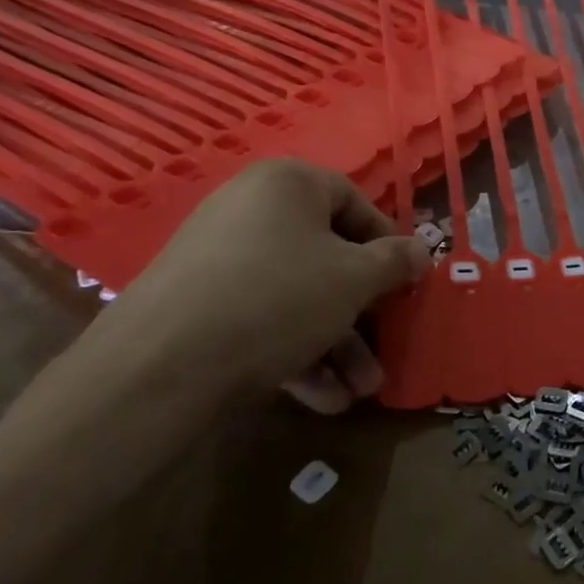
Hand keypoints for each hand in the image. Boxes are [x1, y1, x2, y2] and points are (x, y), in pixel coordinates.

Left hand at [98, 159, 429, 412]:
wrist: (160, 367)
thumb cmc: (279, 297)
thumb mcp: (356, 278)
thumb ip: (396, 261)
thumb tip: (422, 251)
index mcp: (288, 184)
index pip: (355, 202)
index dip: (388, 244)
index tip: (405, 283)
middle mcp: (250, 210)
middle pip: (327, 256)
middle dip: (362, 312)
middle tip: (385, 346)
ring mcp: (218, 259)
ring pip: (298, 296)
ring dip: (337, 344)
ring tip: (360, 391)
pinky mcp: (196, 306)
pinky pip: (262, 319)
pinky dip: (296, 352)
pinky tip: (322, 398)